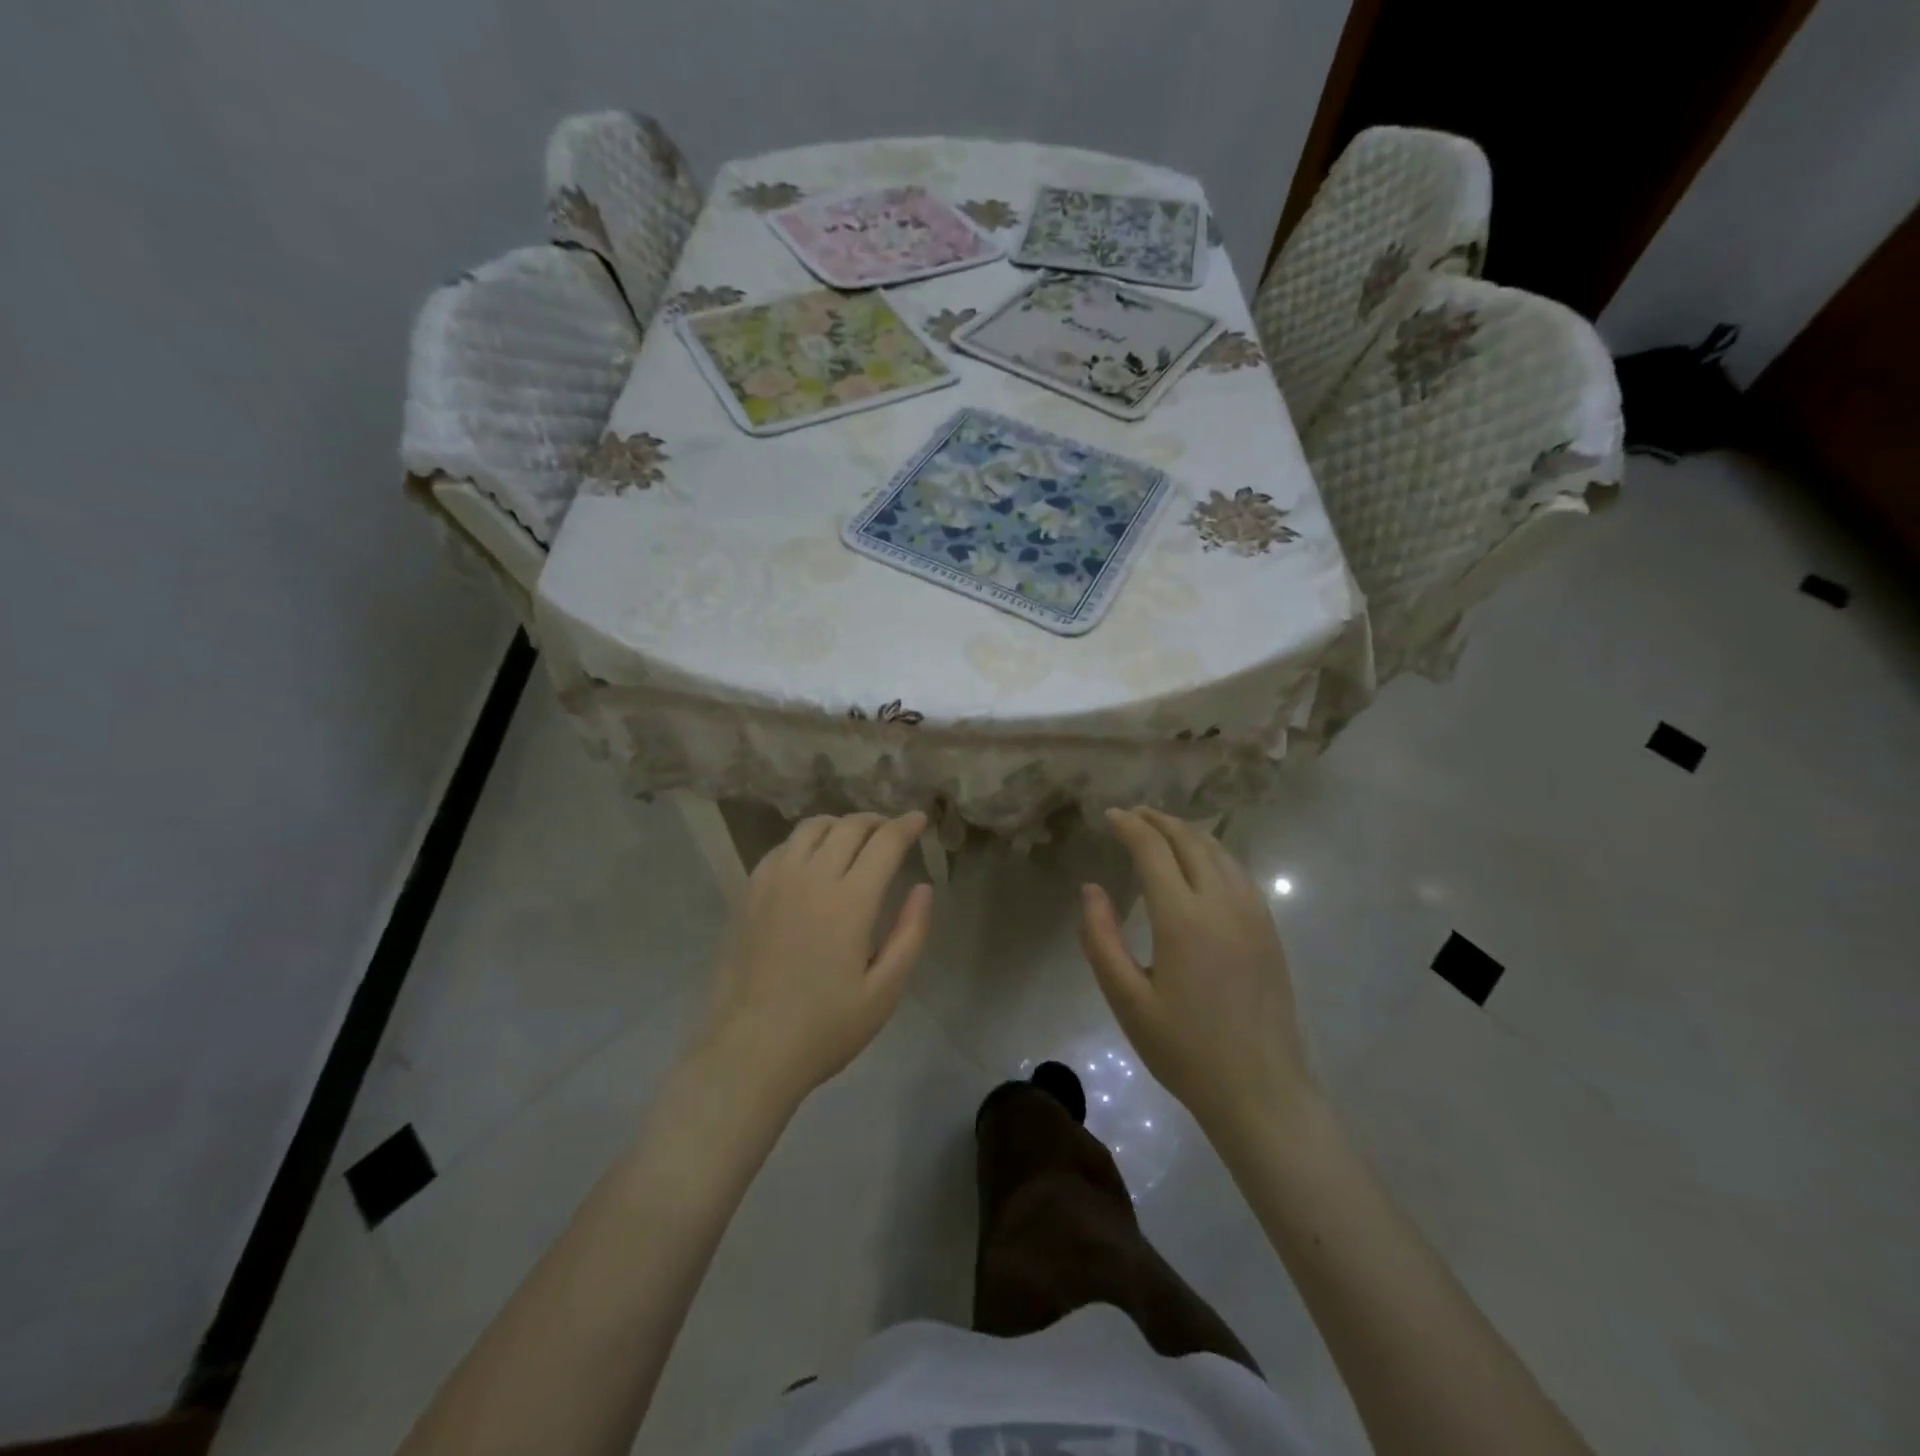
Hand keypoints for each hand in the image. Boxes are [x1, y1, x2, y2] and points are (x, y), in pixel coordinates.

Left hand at [698, 812, 932, 1109]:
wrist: (750, 1050)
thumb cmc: (825, 1028)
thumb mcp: (885, 991)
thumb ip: (910, 933)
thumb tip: (922, 887)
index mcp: (851, 901)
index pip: (884, 842)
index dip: (906, 825)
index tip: (919, 820)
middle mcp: (812, 878)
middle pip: (849, 826)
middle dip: (877, 822)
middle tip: (891, 832)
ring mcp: (775, 881)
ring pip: (812, 828)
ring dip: (840, 824)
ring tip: (853, 839)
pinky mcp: (749, 892)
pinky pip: (782, 847)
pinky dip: (806, 841)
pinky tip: (812, 860)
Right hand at [1080, 808, 1314, 1137]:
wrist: (1261, 1091)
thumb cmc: (1185, 1050)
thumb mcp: (1127, 1000)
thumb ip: (1101, 939)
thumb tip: (1091, 889)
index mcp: (1183, 918)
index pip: (1154, 850)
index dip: (1130, 826)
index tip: (1109, 816)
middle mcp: (1222, 903)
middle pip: (1190, 840)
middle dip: (1158, 820)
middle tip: (1132, 815)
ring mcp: (1253, 914)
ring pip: (1219, 851)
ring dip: (1187, 832)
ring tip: (1161, 831)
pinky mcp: (1269, 929)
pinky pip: (1239, 872)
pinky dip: (1213, 853)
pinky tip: (1200, 864)